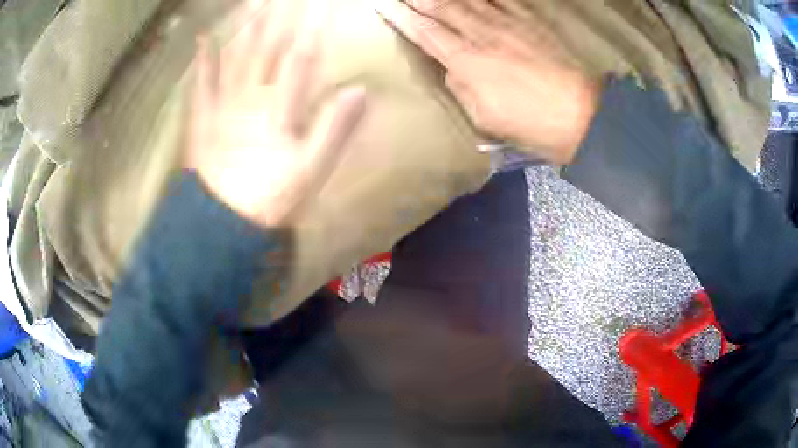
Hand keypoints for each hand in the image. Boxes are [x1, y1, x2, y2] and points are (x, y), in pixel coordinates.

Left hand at [188, 0, 366, 227]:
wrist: (222, 222)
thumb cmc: (270, 197)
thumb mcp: (311, 170)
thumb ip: (334, 130)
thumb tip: (360, 90)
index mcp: (280, 108)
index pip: (302, 56)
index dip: (315, 27)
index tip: (325, 5)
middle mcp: (252, 96)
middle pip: (269, 47)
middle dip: (281, 15)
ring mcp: (225, 103)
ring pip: (238, 55)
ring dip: (247, 24)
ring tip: (253, 0)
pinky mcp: (205, 115)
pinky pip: (204, 82)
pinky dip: (203, 58)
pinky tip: (202, 36)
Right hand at [375, 0, 597, 164]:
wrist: (583, 115)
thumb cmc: (533, 125)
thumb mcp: (486, 118)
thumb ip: (460, 88)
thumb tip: (450, 67)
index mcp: (467, 62)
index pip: (425, 32)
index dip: (402, 17)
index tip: (385, 6)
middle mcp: (483, 34)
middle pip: (442, 7)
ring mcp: (508, 23)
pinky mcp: (530, 20)